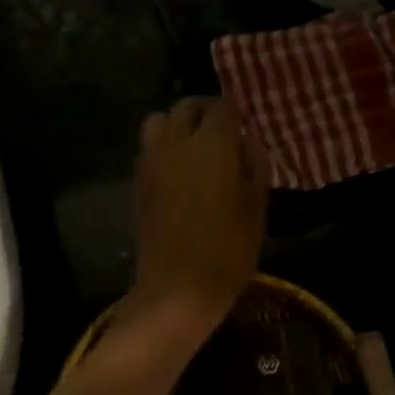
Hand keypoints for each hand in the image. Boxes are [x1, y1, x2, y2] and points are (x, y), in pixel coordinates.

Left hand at [130, 96, 267, 331]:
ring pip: (160, 121)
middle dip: (205, 113)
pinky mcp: (138, 181)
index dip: (235, 114)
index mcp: (212, 144)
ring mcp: (151, 160)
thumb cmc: (228, 250)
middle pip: (187, 107)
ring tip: (196, 149)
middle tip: (223, 135)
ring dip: (178, 126)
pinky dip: (164, 146)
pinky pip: (150, 147)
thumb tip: (247, 141)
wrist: (177, 288)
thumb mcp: (257, 207)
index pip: (222, 106)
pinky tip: (179, 171)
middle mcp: (176, 142)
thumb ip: (255, 164)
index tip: (244, 130)